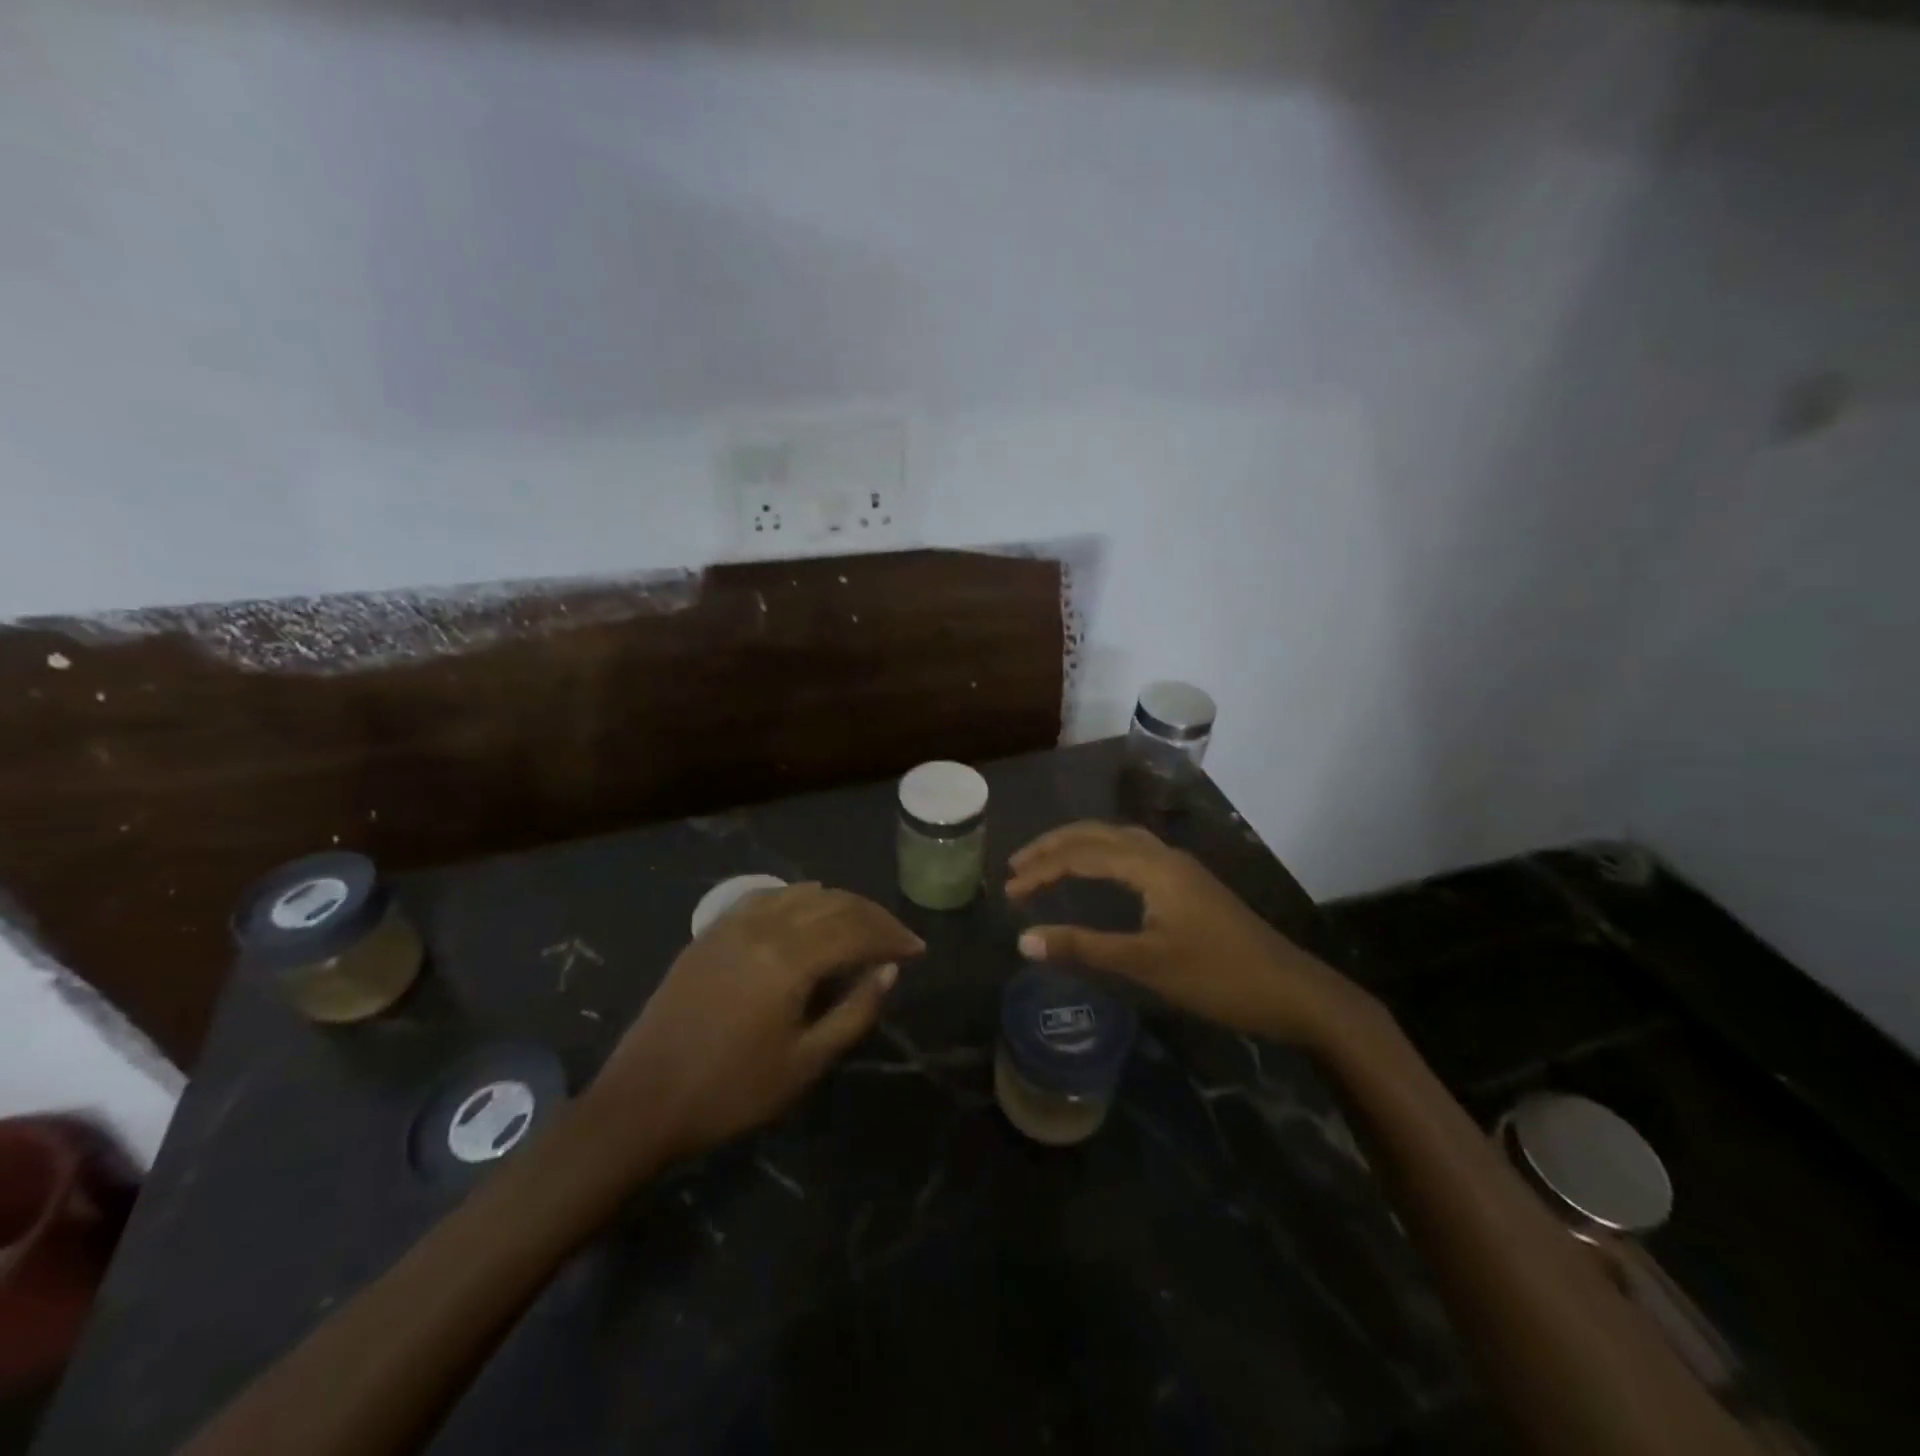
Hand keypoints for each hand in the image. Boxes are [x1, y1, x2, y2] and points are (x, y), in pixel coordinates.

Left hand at [588, 884, 924, 1164]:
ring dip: (839, 903)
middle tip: (897, 937)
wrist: (643, 1101)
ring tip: (861, 925)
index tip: (918, 950)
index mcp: (790, 959)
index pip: (857, 930)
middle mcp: (765, 926)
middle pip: (834, 903)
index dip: (892, 936)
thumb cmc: (731, 1092)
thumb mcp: (805, 1063)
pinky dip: (799, 898)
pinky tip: (807, 911)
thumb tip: (889, 970)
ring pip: (801, 893)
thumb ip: (855, 1011)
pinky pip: (767, 897)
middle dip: (872, 916)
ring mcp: (733, 924)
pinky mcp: (712, 931)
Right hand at [1006, 822, 1366, 1044]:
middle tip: (1017, 865)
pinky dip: (1101, 854)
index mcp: (1152, 867)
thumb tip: (1024, 940)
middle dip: (1054, 845)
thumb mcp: (1146, 964)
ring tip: (1046, 863)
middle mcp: (1163, 855)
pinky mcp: (1188, 883)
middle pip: (1098, 833)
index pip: (1082, 854)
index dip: (1042, 869)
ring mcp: (1179, 867)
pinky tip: (1096, 873)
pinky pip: (1133, 852)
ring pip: (1117, 839)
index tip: (1008, 890)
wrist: (1292, 990)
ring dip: (1079, 846)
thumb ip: (1084, 947)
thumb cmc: (1217, 977)